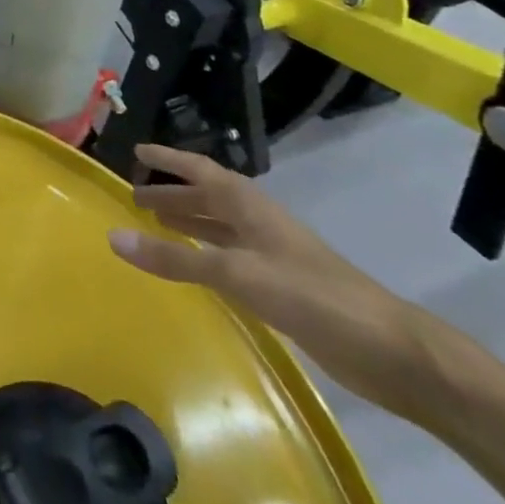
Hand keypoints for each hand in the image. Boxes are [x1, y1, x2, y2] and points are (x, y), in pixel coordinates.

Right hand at [109, 143, 437, 416]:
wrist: (391, 352)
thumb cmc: (312, 296)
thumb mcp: (238, 273)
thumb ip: (176, 258)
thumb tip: (114, 238)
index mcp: (248, 205)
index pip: (198, 169)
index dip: (167, 159)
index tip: (136, 150)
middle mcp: (257, 221)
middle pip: (206, 197)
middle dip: (171, 193)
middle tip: (134, 197)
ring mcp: (271, 254)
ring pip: (218, 227)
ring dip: (187, 222)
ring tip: (153, 224)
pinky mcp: (280, 287)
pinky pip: (229, 257)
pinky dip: (204, 253)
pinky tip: (193, 266)